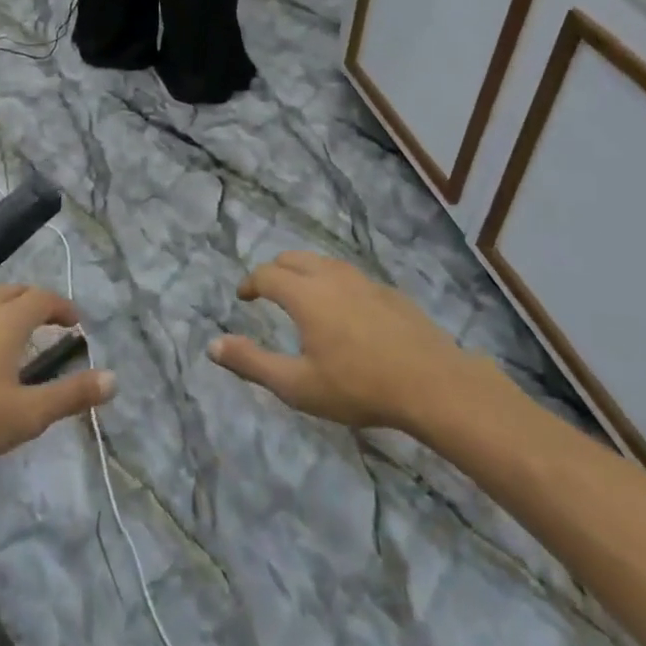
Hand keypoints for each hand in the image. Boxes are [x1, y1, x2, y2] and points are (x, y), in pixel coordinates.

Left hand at [0, 285, 115, 465]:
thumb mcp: (27, 413)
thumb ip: (71, 396)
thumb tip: (114, 380)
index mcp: (8, 321)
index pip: (42, 299)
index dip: (62, 307)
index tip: (76, 322)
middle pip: (14, 291)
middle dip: (36, 301)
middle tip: (50, 320)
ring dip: (7, 309)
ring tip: (15, 333)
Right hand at [209, 252, 499, 432]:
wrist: (433, 384)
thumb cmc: (358, 386)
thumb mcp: (297, 385)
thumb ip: (251, 362)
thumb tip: (212, 345)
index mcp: (304, 294)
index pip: (266, 275)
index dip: (250, 283)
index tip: (244, 297)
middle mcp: (331, 277)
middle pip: (294, 258)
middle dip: (275, 270)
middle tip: (268, 290)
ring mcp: (364, 281)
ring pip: (325, 262)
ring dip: (305, 271)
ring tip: (303, 294)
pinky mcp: (389, 293)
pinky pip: (351, 276)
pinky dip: (334, 282)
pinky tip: (345, 308)